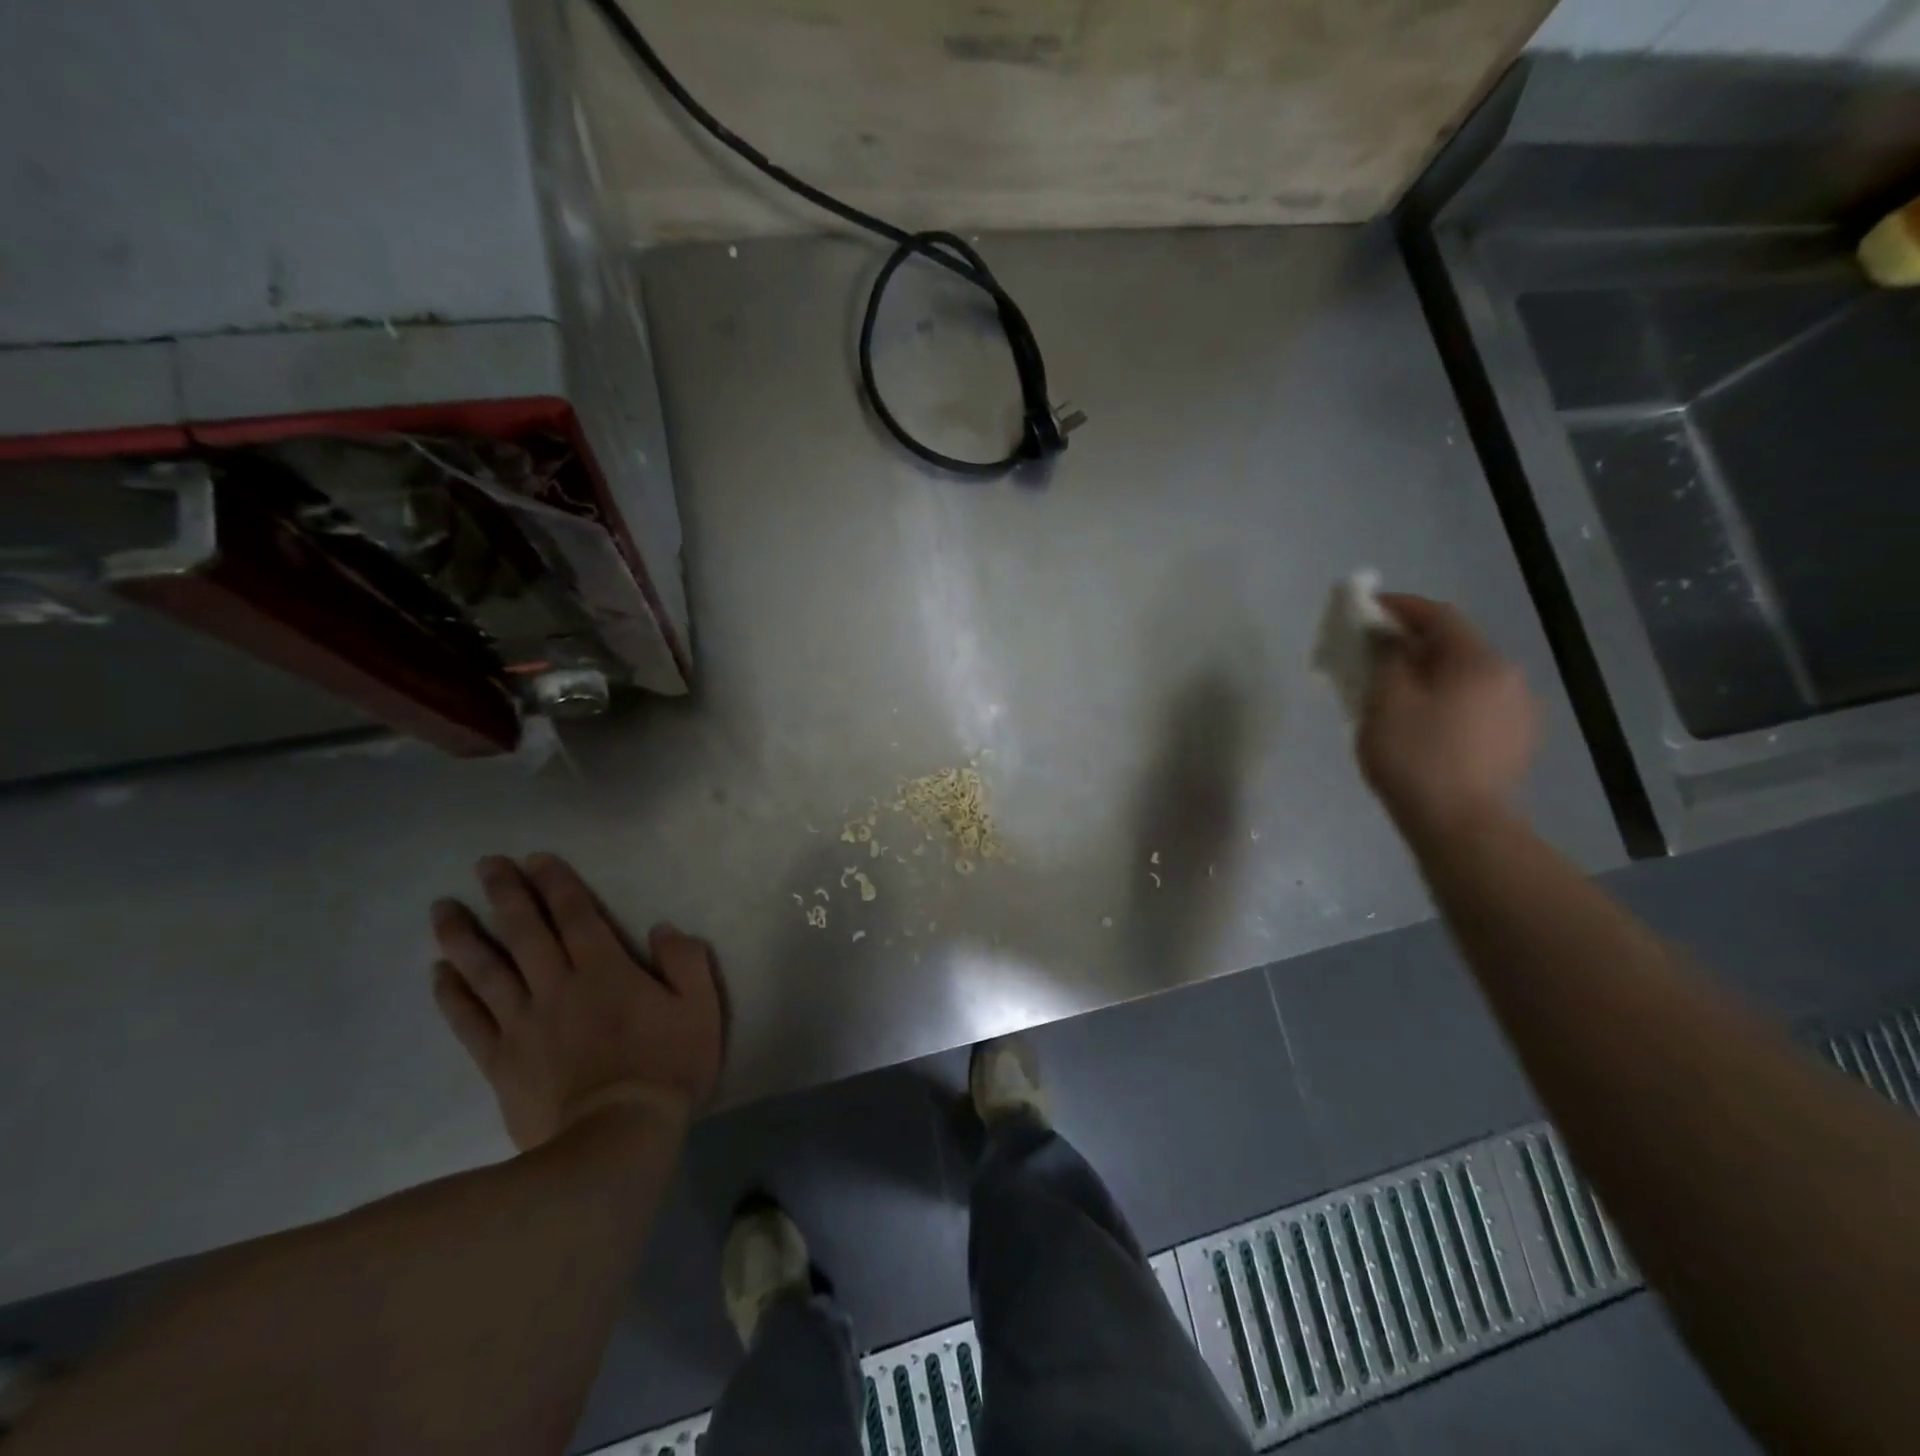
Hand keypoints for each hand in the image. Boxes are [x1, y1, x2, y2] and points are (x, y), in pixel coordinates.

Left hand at [429, 854, 724, 1150]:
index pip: (576, 915)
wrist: (615, 1139)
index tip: (535, 859)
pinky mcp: (501, 1061)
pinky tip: (438, 973)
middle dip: (506, 894)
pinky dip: (451, 994)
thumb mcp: (700, 1008)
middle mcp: (557, 986)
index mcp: (605, 970)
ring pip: (487, 970)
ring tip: (442, 909)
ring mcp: (523, 1023)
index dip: (556, 884)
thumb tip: (662, 928)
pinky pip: (469, 1020)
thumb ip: (685, 961)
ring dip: (464, 936)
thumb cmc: (666, 1068)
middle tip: (486, 864)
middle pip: (525, 932)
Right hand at [1358, 595, 1539, 840]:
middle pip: (1454, 646)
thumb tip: (1388, 637)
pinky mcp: (1516, 742)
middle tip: (1374, 655)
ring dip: (1429, 675)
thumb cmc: (1416, 759)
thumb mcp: (1386, 703)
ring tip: (1395, 693)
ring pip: (1465, 678)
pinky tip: (1423, 724)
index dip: (1400, 607)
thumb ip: (1387, 659)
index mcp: (1479, 662)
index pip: (1438, 616)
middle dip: (1412, 645)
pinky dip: (1445, 701)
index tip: (1366, 608)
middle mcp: (1509, 677)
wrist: (1462, 827)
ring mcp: (1519, 711)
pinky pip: (1474, 705)